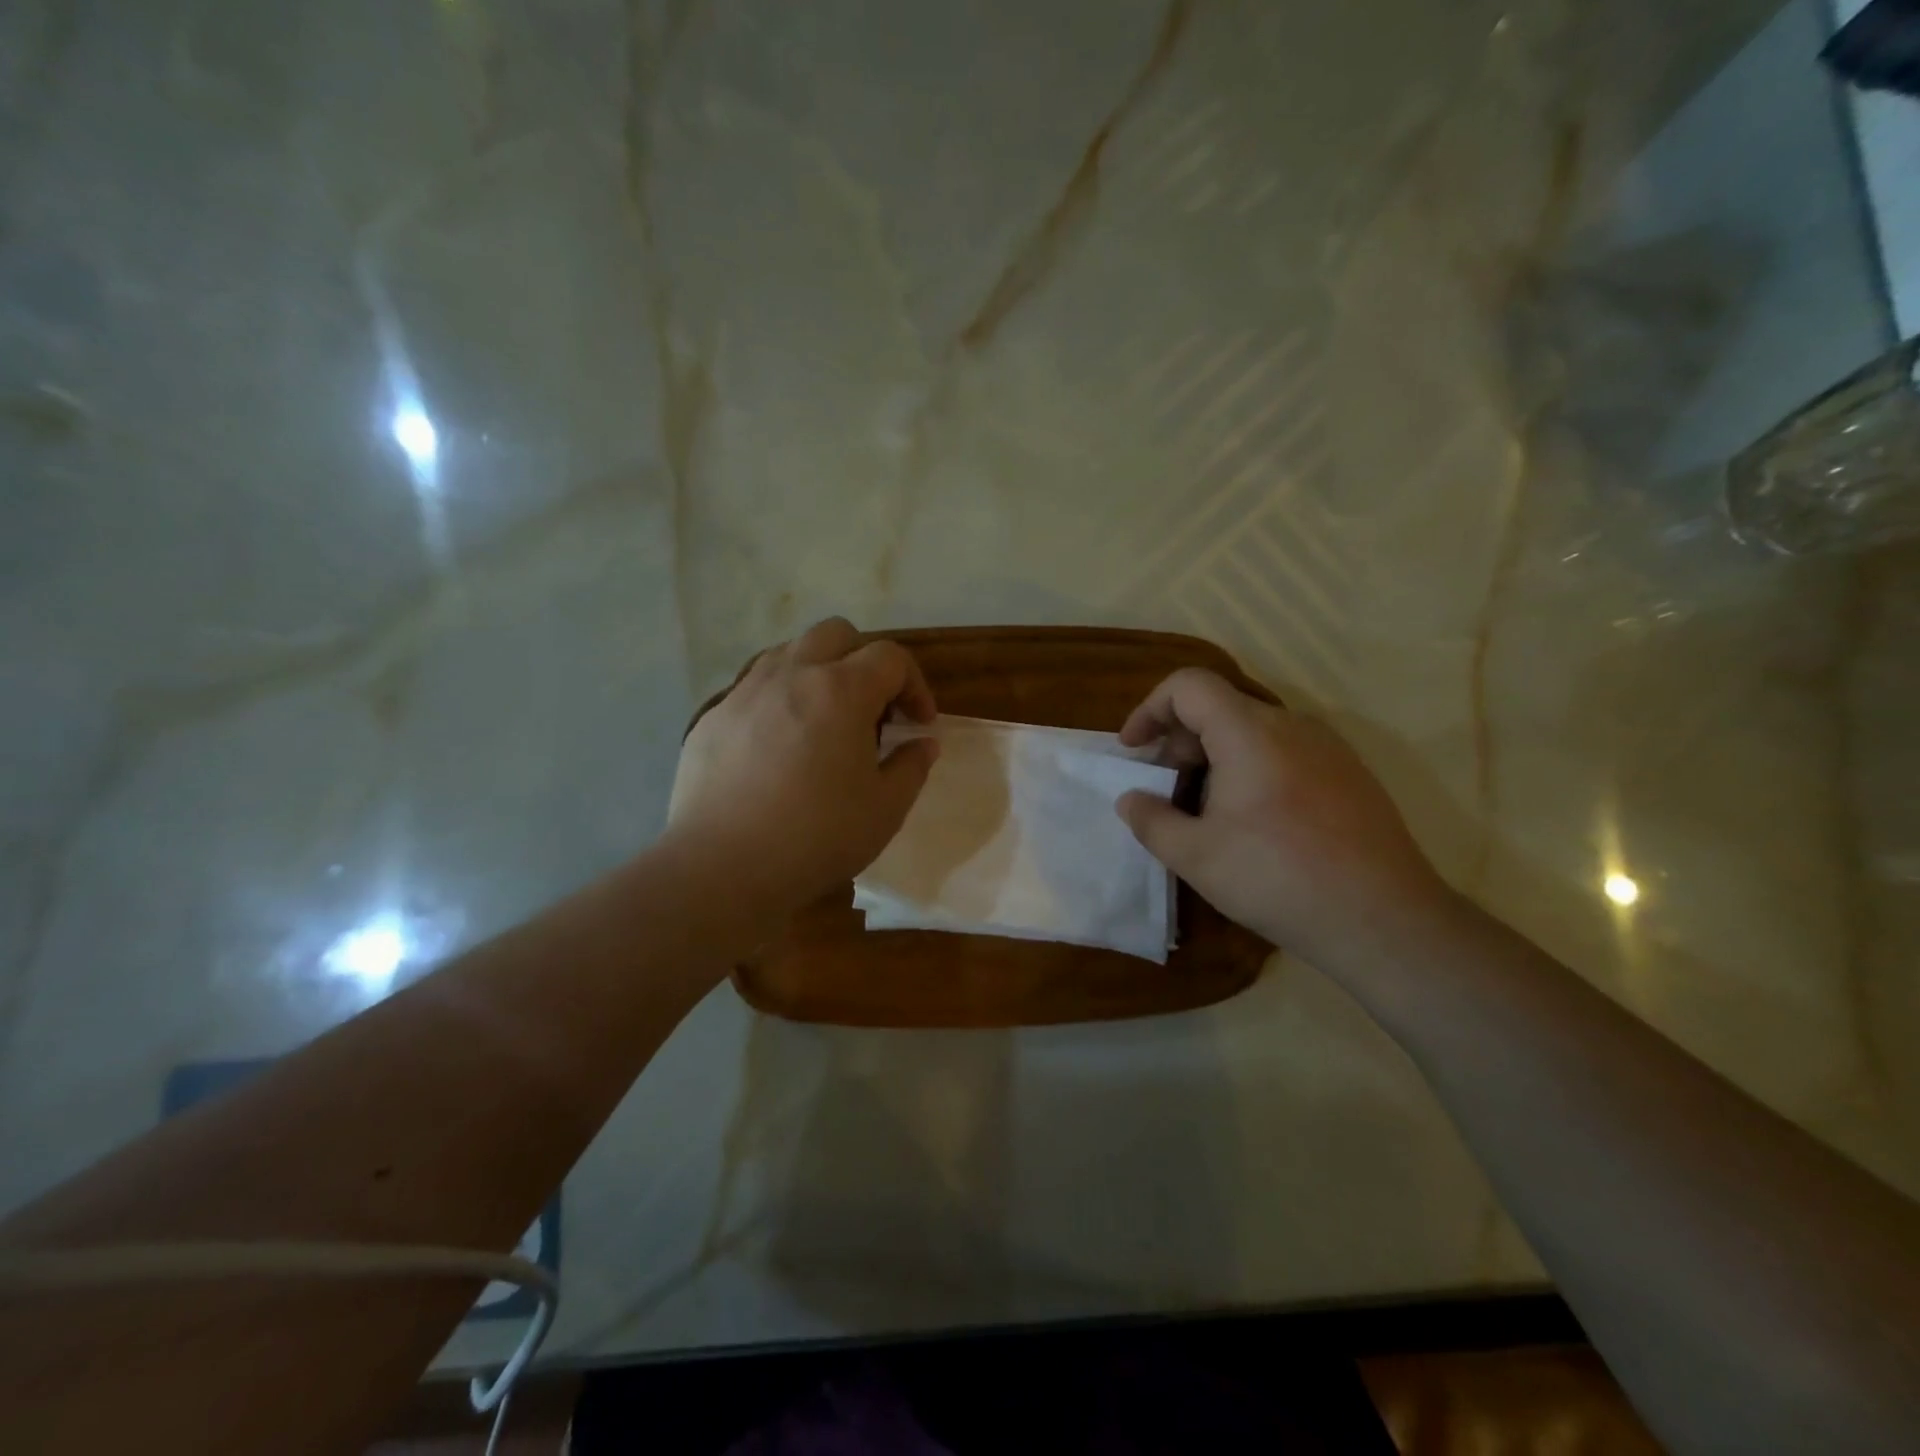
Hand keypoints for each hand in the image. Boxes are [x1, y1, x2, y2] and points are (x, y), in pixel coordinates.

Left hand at [667, 618, 939, 911]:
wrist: (722, 867)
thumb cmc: (817, 837)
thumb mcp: (885, 809)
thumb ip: (912, 767)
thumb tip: (923, 743)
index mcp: (841, 690)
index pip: (890, 657)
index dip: (914, 685)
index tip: (918, 724)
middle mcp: (792, 675)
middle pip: (837, 634)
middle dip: (865, 662)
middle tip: (872, 712)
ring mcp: (745, 692)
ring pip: (790, 652)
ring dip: (819, 673)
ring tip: (825, 722)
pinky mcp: (714, 717)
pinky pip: (755, 687)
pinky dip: (780, 699)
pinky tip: (780, 748)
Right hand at [1114, 668, 1449, 968]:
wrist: (1384, 919)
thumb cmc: (1278, 878)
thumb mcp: (1195, 856)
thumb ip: (1151, 821)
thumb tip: (1131, 800)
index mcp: (1249, 732)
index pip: (1188, 685)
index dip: (1150, 709)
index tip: (1133, 751)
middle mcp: (1291, 725)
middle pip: (1220, 707)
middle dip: (1179, 741)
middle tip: (1165, 790)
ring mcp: (1327, 748)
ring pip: (1253, 731)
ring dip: (1214, 758)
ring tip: (1205, 812)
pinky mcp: (1350, 774)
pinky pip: (1285, 752)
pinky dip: (1251, 769)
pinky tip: (1254, 823)